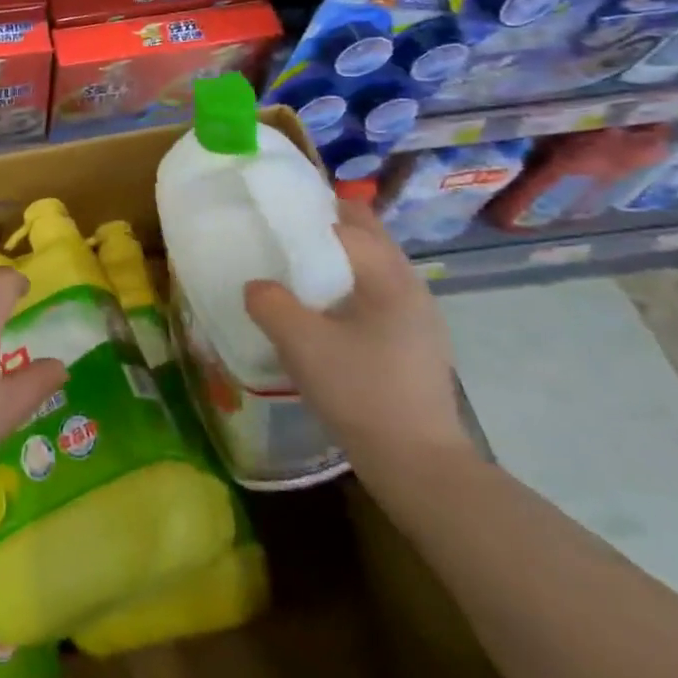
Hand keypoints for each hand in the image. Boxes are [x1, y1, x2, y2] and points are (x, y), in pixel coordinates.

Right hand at [243, 201, 472, 483]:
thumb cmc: (361, 393)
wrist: (419, 466)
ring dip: (340, 261)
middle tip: (283, 236)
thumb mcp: (301, 344)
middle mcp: (412, 288)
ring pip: (375, 269)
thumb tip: (256, 286)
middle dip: (328, 229)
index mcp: (390, 278)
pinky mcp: (417, 346)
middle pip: (370, 238)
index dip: (312, 211)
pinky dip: (351, 289)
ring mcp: (420, 319)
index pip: (351, 222)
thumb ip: (270, 303)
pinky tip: (326, 315)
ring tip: (298, 272)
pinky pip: (379, 297)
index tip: (276, 212)